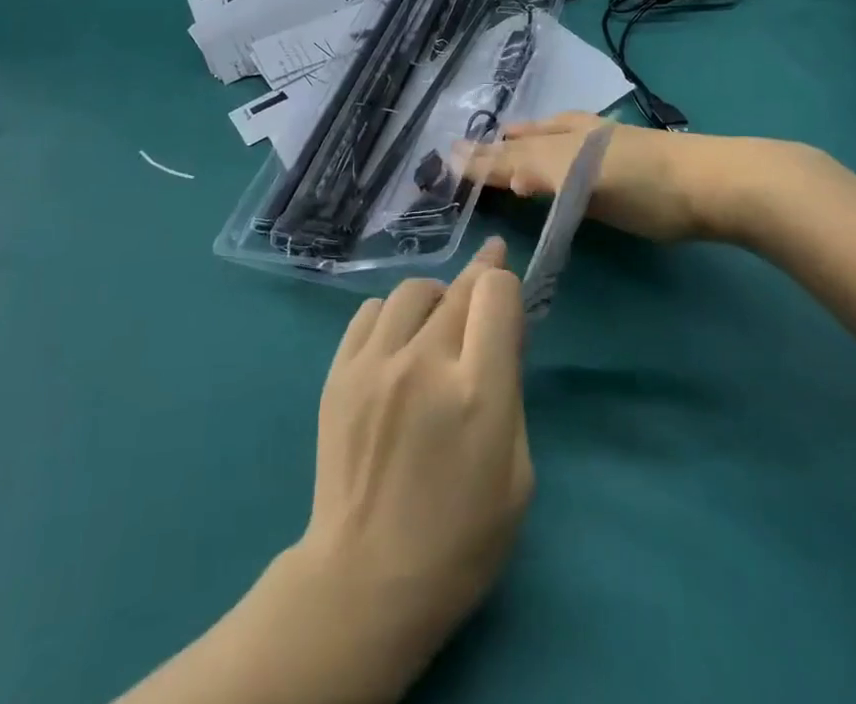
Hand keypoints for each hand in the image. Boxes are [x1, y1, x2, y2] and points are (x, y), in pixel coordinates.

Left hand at [291, 239, 531, 698]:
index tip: (506, 286)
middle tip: (485, 279)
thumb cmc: (460, 540)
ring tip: (438, 324)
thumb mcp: (517, 475)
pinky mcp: (338, 371)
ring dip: (434, 298)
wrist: (365, 578)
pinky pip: (370, 312)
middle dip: (478, 278)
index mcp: (476, 392)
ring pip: (410, 290)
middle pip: (457, 287)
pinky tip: (398, 342)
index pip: (495, 293)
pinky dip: (392, 315)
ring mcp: (374, 363)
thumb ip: (510, 391)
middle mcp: (423, 362)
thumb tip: (501, 331)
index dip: (505, 284)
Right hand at [458, 115, 813, 245]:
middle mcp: (577, 136)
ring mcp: (604, 142)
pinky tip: (563, 140)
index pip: (511, 153)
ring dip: (524, 139)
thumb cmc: (648, 187)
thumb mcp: (585, 182)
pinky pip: (572, 139)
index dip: (482, 161)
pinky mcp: (626, 153)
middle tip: (466, 147)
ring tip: (506, 134)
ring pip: (551, 135)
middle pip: (527, 141)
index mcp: (563, 143)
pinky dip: (552, 138)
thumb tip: (491, 169)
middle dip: (497, 147)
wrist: (719, 182)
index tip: (449, 160)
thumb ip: (536, 173)